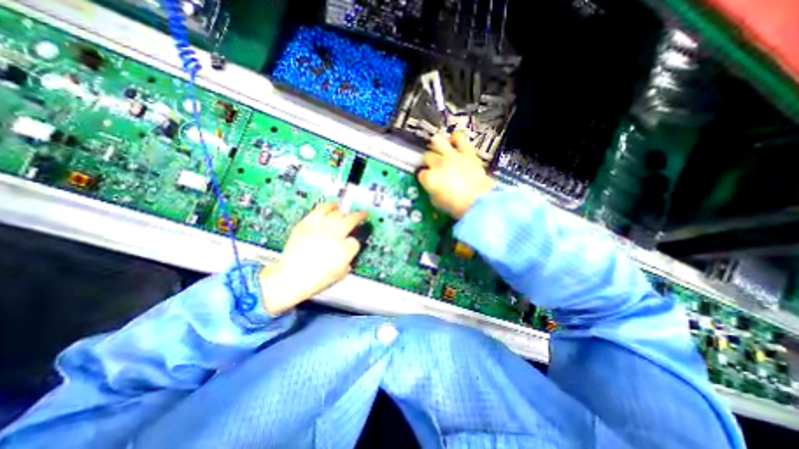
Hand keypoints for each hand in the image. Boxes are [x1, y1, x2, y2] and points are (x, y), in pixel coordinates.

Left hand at [258, 201, 366, 313]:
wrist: (290, 277)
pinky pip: (320, 210)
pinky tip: (332, 206)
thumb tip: (349, 249)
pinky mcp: (307, 223)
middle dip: (359, 216)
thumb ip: (348, 259)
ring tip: (347, 208)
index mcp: (345, 250)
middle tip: (363, 214)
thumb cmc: (316, 279)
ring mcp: (320, 228)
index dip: (354, 242)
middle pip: (350, 220)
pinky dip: (328, 207)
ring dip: (344, 210)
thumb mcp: (340, 273)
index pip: (355, 241)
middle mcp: (335, 235)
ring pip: (337, 213)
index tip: (352, 243)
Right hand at [419, 129, 492, 219]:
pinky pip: (459, 137)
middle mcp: (438, 164)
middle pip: (427, 156)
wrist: (479, 202)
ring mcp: (452, 156)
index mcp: (429, 178)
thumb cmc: (456, 207)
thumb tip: (432, 186)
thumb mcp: (437, 202)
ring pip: (437, 141)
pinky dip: (455, 138)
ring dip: (437, 145)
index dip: (424, 177)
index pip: (421, 173)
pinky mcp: (467, 152)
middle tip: (433, 167)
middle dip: (428, 162)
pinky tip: (454, 142)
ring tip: (440, 150)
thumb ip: (432, 191)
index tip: (427, 180)